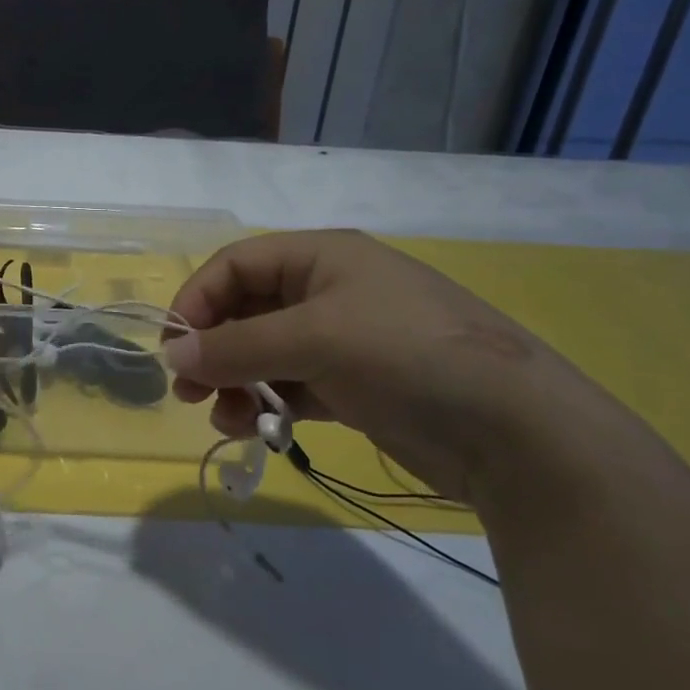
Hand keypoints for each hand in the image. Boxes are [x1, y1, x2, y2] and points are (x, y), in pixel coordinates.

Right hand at [163, 230, 618, 504]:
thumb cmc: (406, 355)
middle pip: (247, 310)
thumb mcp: (315, 340)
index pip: (237, 265)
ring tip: (223, 418)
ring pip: (266, 352)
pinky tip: (257, 428)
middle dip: (213, 347)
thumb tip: (173, 356)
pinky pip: (292, 385)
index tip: (174, 348)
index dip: (198, 300)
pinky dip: (268, 403)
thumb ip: (237, 347)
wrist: (517, 433)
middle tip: (187, 389)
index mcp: (322, 257)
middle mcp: (329, 291)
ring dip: (236, 381)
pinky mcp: (356, 385)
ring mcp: (344, 340)